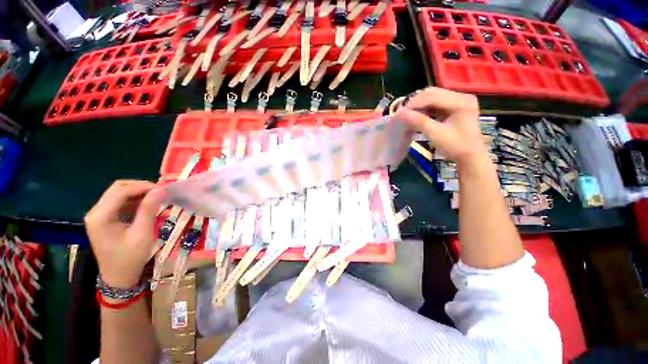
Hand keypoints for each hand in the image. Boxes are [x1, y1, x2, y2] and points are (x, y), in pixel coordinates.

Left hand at [85, 180, 164, 288]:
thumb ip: (148, 210)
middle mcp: (95, 212)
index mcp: (101, 216)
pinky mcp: (104, 219)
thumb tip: (160, 190)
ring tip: (157, 197)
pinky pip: (119, 202)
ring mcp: (98, 215)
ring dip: (138, 193)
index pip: (121, 191)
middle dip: (141, 187)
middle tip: (161, 192)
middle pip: (117, 189)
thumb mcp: (142, 234)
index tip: (164, 189)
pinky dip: (134, 200)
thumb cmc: (130, 258)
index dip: (143, 186)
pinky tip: (147, 205)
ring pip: (118, 193)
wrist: (119, 277)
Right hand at [396, 87, 486, 164]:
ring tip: (408, 113)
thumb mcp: (436, 134)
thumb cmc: (455, 146)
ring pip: (434, 97)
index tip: (400, 112)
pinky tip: (418, 114)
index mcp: (461, 101)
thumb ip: (419, 122)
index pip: (433, 96)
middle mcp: (462, 96)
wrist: (470, 156)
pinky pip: (437, 103)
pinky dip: (426, 108)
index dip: (415, 103)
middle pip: (434, 93)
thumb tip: (401, 114)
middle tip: (403, 112)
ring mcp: (460, 101)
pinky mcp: (456, 107)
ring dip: (420, 104)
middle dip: (416, 102)